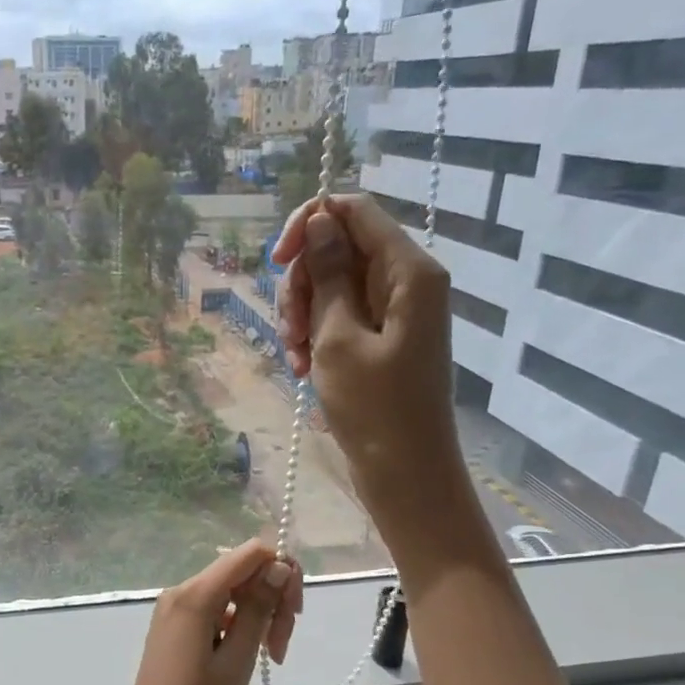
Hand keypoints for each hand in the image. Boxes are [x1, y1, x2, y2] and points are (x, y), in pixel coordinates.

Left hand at [83, 539, 301, 684]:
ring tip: (269, 657)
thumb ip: (259, 608)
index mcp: (195, 594)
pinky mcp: (174, 627)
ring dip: (257, 615)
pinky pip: (215, 610)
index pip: (250, 553)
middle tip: (281, 646)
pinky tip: (246, 656)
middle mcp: (181, 591)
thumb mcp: (238, 659)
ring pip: (231, 592)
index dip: (282, 572)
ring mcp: (174, 609)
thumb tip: (280, 565)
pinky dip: (238, 625)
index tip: (294, 613)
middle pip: (241, 572)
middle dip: (271, 599)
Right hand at [273, 194, 464, 523]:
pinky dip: (315, 336)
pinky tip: (302, 368)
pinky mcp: (381, 337)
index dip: (308, 225)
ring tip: (295, 357)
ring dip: (303, 315)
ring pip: (332, 285)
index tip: (277, 262)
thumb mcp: (338, 337)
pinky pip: (339, 316)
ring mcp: (393, 311)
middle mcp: (405, 281)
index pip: (353, 212)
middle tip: (290, 330)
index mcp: (408, 271)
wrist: (404, 472)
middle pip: (338, 249)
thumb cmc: (374, 407)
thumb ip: (329, 274)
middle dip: (303, 284)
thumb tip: (318, 221)